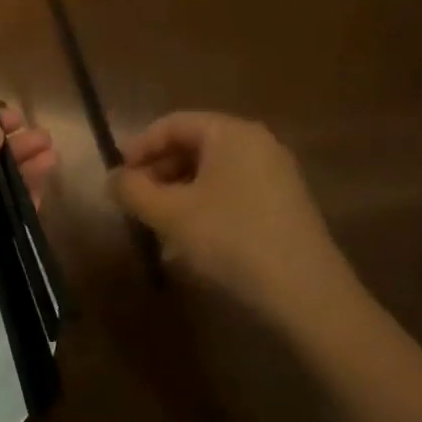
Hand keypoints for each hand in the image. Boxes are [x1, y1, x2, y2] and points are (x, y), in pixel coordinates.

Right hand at [109, 111, 350, 319]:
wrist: (309, 297)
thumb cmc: (232, 241)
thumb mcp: (171, 215)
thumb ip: (133, 191)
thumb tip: (113, 178)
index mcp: (230, 133)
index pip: (173, 124)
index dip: (139, 147)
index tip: (118, 176)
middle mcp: (256, 143)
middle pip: (194, 146)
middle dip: (159, 172)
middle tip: (135, 201)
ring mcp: (276, 174)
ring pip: (212, 172)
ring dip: (179, 192)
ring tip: (157, 225)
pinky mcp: (286, 205)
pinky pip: (233, 192)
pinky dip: (205, 206)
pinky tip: (191, 240)